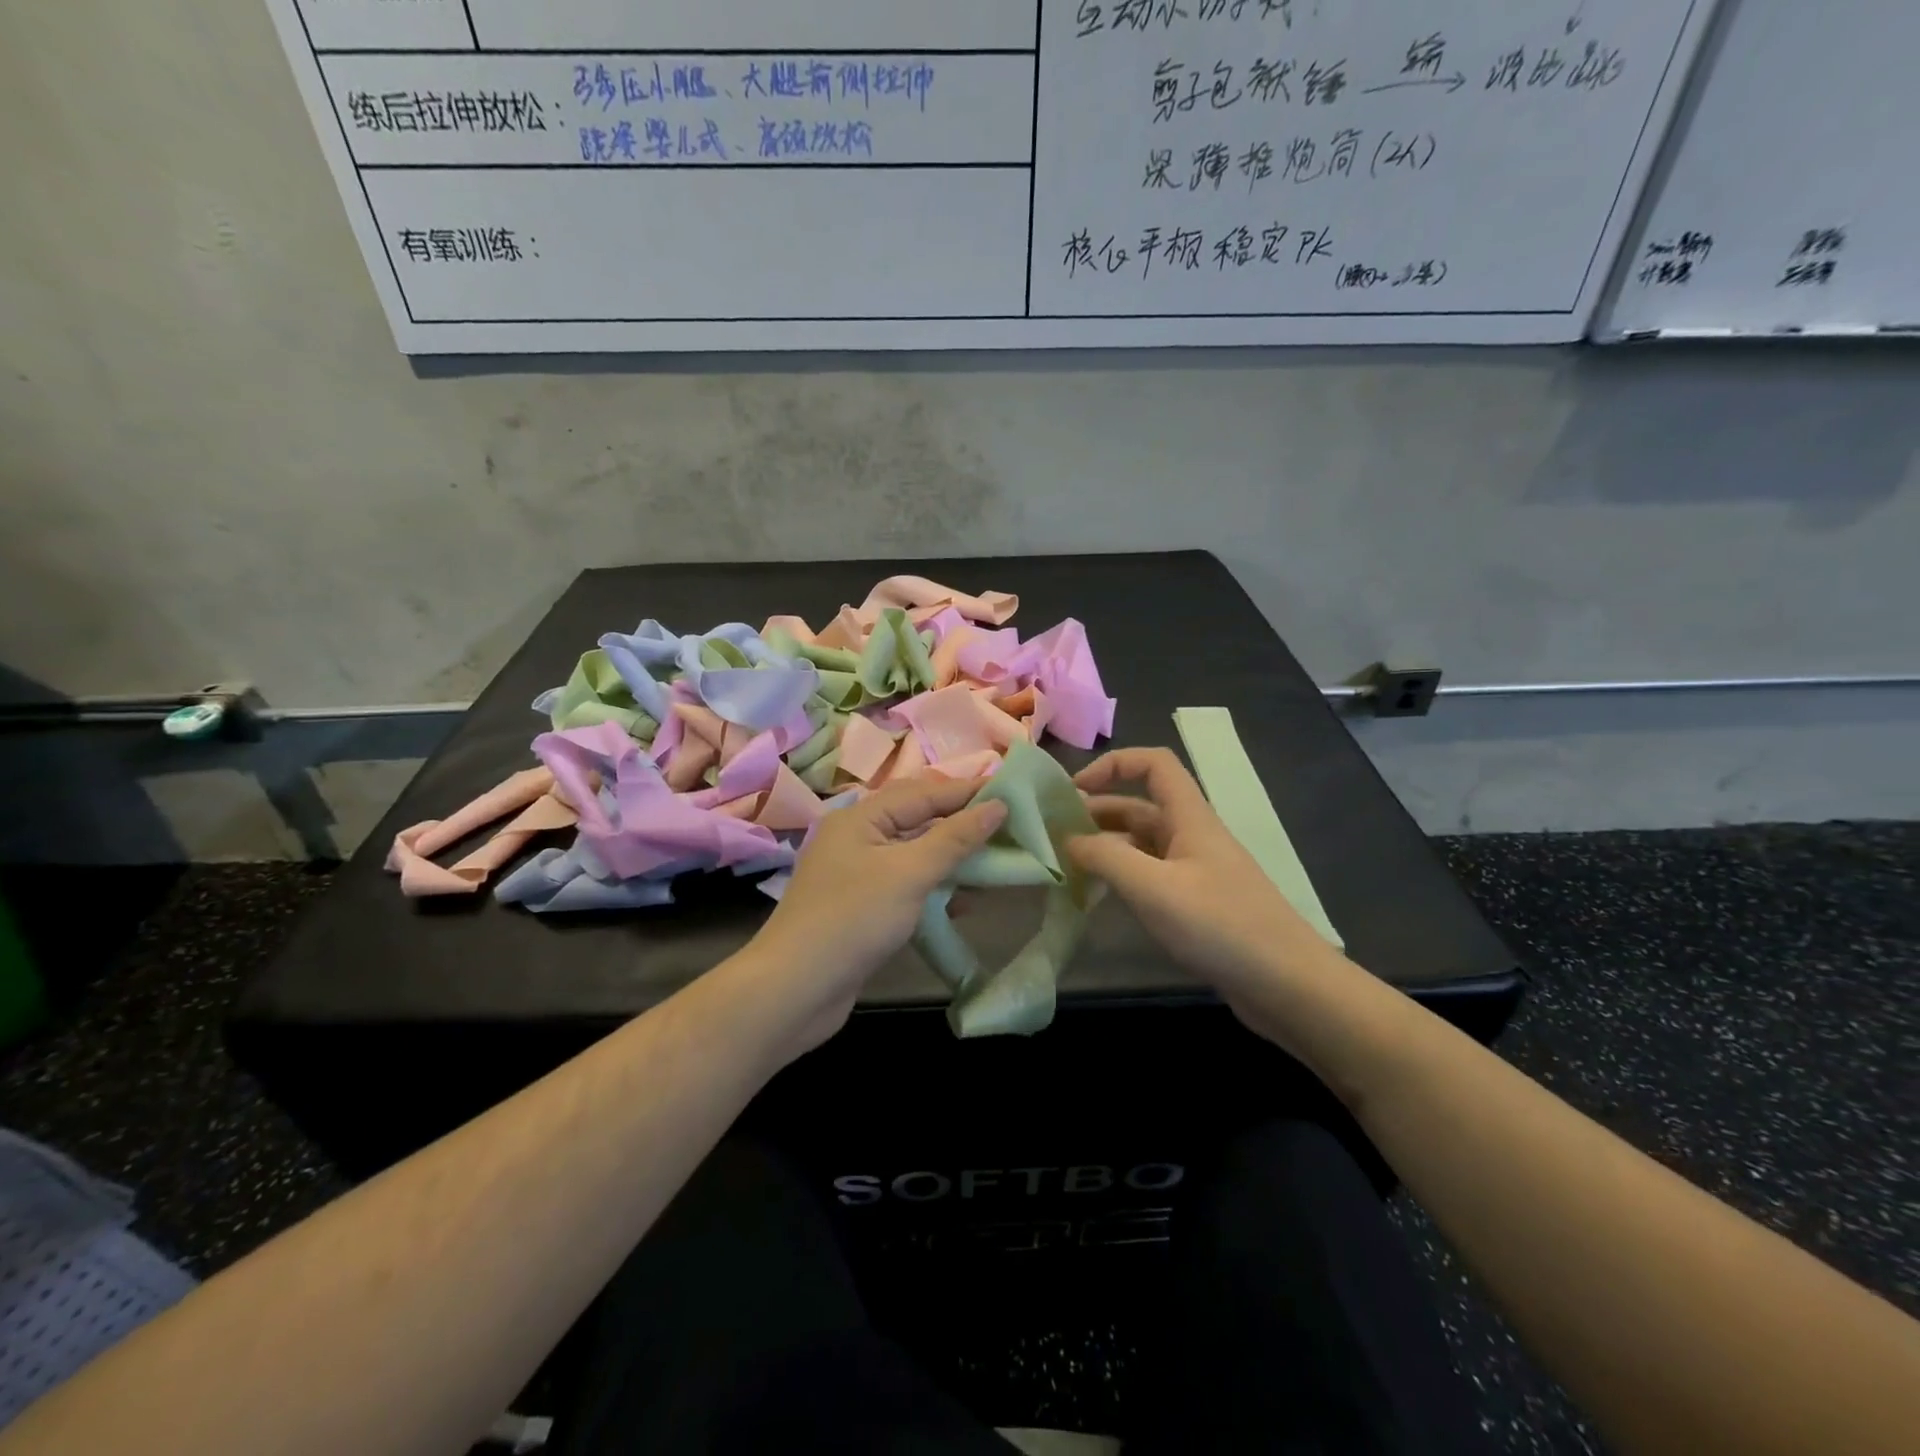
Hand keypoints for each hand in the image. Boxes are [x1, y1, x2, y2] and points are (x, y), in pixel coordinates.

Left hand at [747, 776, 1007, 1055]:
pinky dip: (935, 888)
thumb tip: (997, 806)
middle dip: (961, 822)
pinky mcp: (862, 908)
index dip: (967, 792)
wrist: (795, 990)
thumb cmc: (853, 920)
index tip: (1011, 791)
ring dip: (952, 857)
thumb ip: (954, 839)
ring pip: (914, 854)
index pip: (923, 793)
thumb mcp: (909, 873)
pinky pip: (906, 885)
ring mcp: (857, 874)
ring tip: (995, 860)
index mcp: (860, 817)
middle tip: (1008, 824)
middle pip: (918, 820)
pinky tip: (964, 901)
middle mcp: (856, 838)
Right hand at [1070, 748, 1345, 1044]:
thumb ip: (1106, 857)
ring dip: (1106, 847)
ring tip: (1067, 866)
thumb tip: (1068, 840)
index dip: (1113, 764)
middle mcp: (1192, 836)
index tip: (1074, 791)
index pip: (1153, 764)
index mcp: (1189, 818)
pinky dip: (1122, 877)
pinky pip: (1151, 876)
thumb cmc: (1220, 926)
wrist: (1288, 985)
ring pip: (1142, 844)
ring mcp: (1196, 871)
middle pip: (1140, 806)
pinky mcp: (1197, 903)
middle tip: (1054, 836)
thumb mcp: (1153, 888)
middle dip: (1096, 813)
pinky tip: (1099, 897)